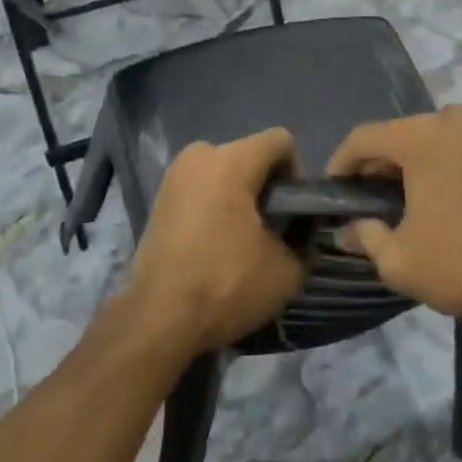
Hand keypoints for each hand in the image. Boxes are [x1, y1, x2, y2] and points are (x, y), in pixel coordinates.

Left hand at [126, 129, 305, 359]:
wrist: (158, 319)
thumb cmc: (225, 285)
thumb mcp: (286, 270)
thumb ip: (303, 239)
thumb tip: (300, 231)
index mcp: (232, 160)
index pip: (281, 141)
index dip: (296, 173)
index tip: (292, 211)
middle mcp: (200, 155)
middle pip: (250, 155)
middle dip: (265, 186)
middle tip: (270, 229)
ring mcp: (175, 174)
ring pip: (223, 171)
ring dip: (238, 196)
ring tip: (241, 239)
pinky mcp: (159, 197)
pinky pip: (201, 188)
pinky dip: (214, 205)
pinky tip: (215, 243)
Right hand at [327, 106, 461, 330]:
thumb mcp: (401, 261)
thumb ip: (365, 237)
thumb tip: (346, 228)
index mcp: (422, 136)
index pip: (364, 138)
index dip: (340, 162)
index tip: (332, 190)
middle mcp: (454, 120)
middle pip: (401, 134)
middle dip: (379, 164)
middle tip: (368, 199)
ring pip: (436, 139)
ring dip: (417, 163)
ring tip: (409, 199)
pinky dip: (450, 165)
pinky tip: (451, 199)